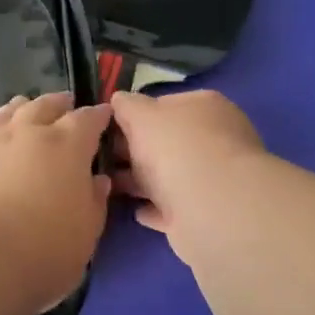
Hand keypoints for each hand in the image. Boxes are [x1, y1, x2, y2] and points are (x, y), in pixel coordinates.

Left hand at [0, 93, 112, 313]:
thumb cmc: (40, 249)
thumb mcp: (85, 234)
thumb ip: (94, 203)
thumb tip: (98, 181)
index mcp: (67, 145)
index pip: (88, 120)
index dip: (98, 116)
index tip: (103, 114)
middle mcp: (28, 131)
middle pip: (46, 105)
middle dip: (59, 104)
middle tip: (65, 105)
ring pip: (9, 111)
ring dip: (22, 109)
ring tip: (26, 110)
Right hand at [108, 89, 265, 250]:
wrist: (211, 208)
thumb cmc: (176, 148)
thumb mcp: (141, 114)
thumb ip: (127, 106)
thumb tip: (120, 101)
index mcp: (204, 107)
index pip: (164, 104)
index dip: (134, 114)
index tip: (108, 127)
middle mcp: (213, 139)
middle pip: (166, 141)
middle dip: (134, 149)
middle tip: (101, 156)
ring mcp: (211, 178)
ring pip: (168, 175)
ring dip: (140, 180)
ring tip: (108, 183)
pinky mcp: (205, 213)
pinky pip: (173, 208)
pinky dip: (155, 208)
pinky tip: (135, 210)